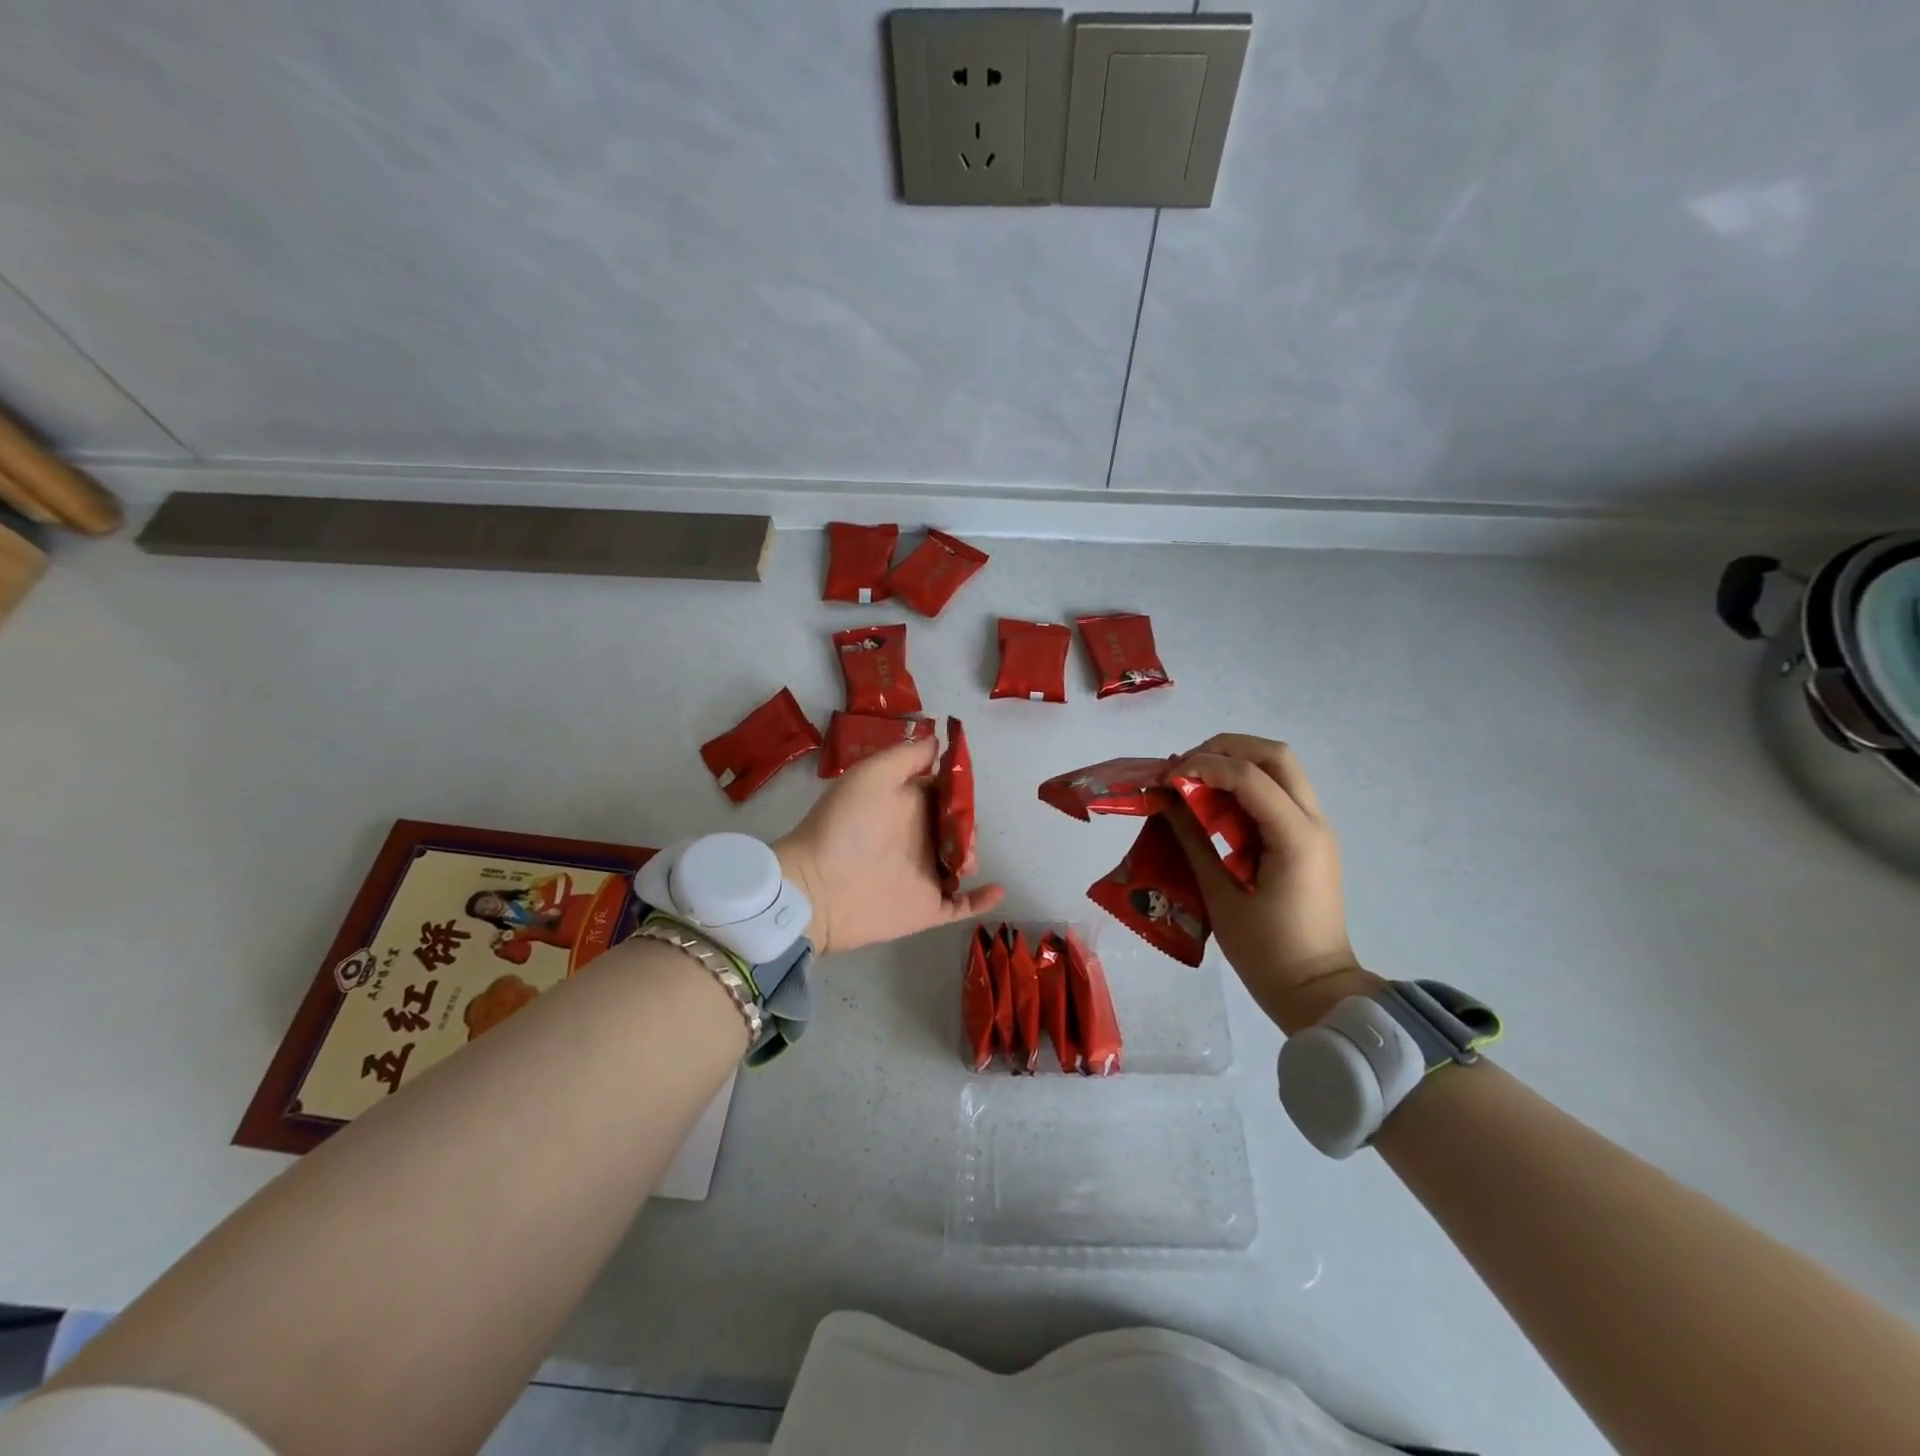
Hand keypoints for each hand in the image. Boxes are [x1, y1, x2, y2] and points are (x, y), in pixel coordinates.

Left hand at [775, 737, 1004, 955]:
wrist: (817, 887)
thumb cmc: (844, 826)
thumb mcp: (872, 776)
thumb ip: (906, 757)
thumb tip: (938, 741)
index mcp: (906, 806)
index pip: (943, 794)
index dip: (958, 791)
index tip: (966, 790)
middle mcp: (918, 838)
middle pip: (958, 827)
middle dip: (969, 826)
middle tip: (964, 834)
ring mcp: (924, 874)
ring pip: (963, 862)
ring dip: (974, 856)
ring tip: (966, 860)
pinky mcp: (926, 908)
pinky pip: (961, 905)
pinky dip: (982, 899)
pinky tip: (997, 889)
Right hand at [1166, 735, 1379, 1033]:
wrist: (1316, 991)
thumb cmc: (1266, 952)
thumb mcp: (1220, 895)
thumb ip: (1193, 840)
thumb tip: (1167, 800)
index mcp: (1295, 837)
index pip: (1249, 776)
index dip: (1203, 766)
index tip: (1166, 778)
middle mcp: (1314, 822)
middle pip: (1275, 755)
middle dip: (1225, 748)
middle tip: (1185, 766)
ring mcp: (1316, 829)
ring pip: (1281, 769)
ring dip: (1236, 762)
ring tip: (1195, 779)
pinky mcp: (1308, 840)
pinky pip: (1278, 794)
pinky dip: (1245, 785)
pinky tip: (1214, 803)